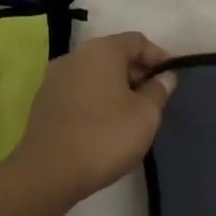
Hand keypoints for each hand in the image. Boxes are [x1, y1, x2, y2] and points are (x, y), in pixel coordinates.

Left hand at [17, 32, 175, 201]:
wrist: (47, 174)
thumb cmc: (104, 136)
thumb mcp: (146, 115)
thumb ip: (159, 90)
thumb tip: (165, 77)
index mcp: (102, 50)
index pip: (137, 41)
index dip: (159, 57)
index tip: (172, 78)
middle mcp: (75, 56)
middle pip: (114, 55)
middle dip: (137, 73)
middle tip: (154, 97)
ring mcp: (54, 79)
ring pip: (95, 74)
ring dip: (116, 87)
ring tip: (132, 113)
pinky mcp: (43, 103)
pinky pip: (79, 91)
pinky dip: (96, 100)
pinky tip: (105, 125)